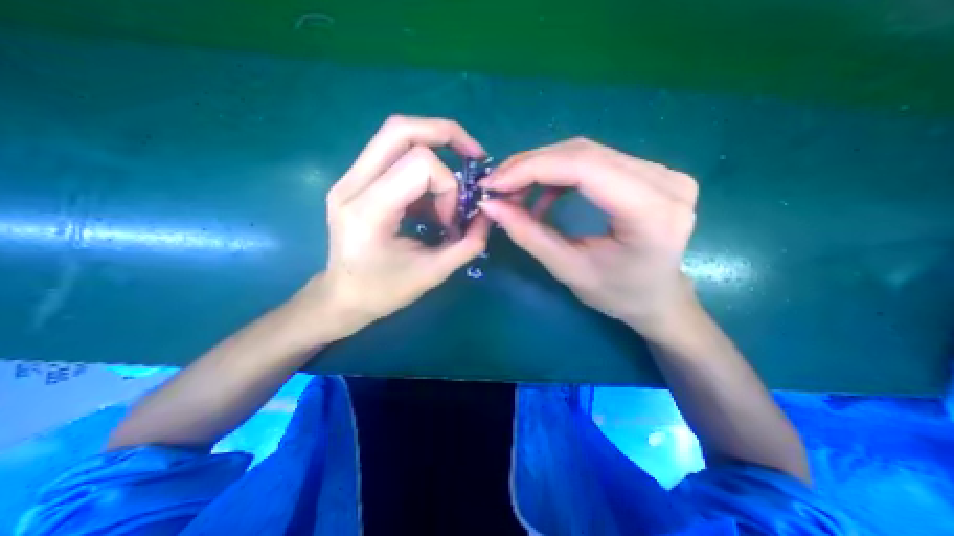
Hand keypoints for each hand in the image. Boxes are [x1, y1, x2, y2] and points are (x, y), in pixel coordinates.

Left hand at [310, 115, 490, 337]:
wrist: (342, 297)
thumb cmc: (384, 292)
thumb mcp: (434, 273)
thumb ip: (469, 244)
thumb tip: (489, 215)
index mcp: (368, 210)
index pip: (420, 164)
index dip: (448, 187)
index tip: (451, 220)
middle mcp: (351, 184)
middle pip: (400, 129)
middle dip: (446, 134)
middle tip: (473, 155)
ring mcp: (348, 179)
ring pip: (395, 135)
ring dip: (435, 148)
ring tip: (452, 183)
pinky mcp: (353, 181)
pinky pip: (392, 155)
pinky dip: (421, 167)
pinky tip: (431, 197)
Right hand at [481, 138, 698, 338]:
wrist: (657, 297)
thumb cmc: (617, 294)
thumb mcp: (568, 269)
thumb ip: (528, 234)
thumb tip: (490, 205)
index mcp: (652, 213)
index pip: (584, 168)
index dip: (532, 169)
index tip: (493, 183)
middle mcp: (664, 181)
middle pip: (583, 153)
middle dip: (530, 166)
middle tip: (497, 185)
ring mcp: (661, 172)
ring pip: (585, 152)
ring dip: (542, 167)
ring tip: (514, 190)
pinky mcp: (650, 172)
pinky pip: (594, 161)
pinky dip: (559, 173)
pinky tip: (543, 192)